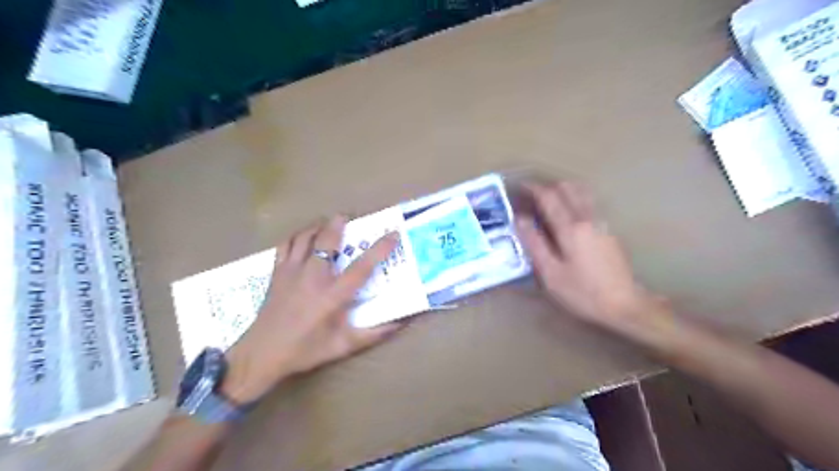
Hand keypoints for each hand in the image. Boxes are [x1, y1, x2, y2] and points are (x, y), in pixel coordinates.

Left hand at [222, 216, 405, 403]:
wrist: (262, 354)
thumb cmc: (305, 350)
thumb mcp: (343, 346)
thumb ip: (373, 334)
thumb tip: (400, 325)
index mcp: (332, 295)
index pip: (362, 267)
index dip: (380, 248)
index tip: (393, 233)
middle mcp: (313, 277)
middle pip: (327, 240)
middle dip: (338, 224)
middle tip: (348, 218)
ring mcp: (291, 272)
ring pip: (305, 238)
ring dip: (317, 226)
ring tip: (327, 223)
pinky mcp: (277, 273)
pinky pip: (286, 245)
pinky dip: (296, 236)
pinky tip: (303, 237)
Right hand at [519, 180, 661, 335]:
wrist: (625, 305)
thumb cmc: (582, 292)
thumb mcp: (550, 272)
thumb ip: (534, 242)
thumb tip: (519, 218)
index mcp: (571, 227)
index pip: (549, 197)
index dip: (533, 189)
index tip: (519, 188)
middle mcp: (587, 218)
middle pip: (568, 188)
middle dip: (548, 186)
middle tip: (532, 195)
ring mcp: (601, 223)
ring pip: (581, 192)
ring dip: (563, 190)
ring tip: (548, 200)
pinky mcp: (608, 230)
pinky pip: (588, 203)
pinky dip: (573, 199)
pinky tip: (566, 214)